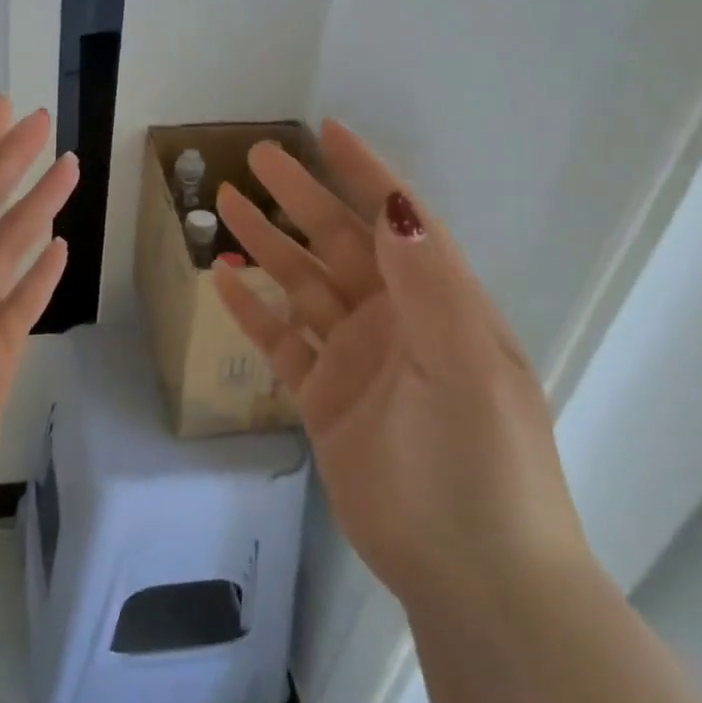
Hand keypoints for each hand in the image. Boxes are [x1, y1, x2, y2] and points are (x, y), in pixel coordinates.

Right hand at [213, 120, 586, 605]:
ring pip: (303, 286)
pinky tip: (224, 281)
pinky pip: (282, 342)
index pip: (395, 221)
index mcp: (439, 303)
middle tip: (254, 158)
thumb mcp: (463, 364)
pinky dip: (253, 311)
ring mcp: (357, 359)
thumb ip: (427, 284)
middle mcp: (396, 320)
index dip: (365, 173)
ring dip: (267, 246)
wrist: (470, 572)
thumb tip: (396, 205)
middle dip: (299, 198)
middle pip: (337, 244)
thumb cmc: (477, 462)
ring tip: (225, 206)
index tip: (328, 130)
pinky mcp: (325, 399)